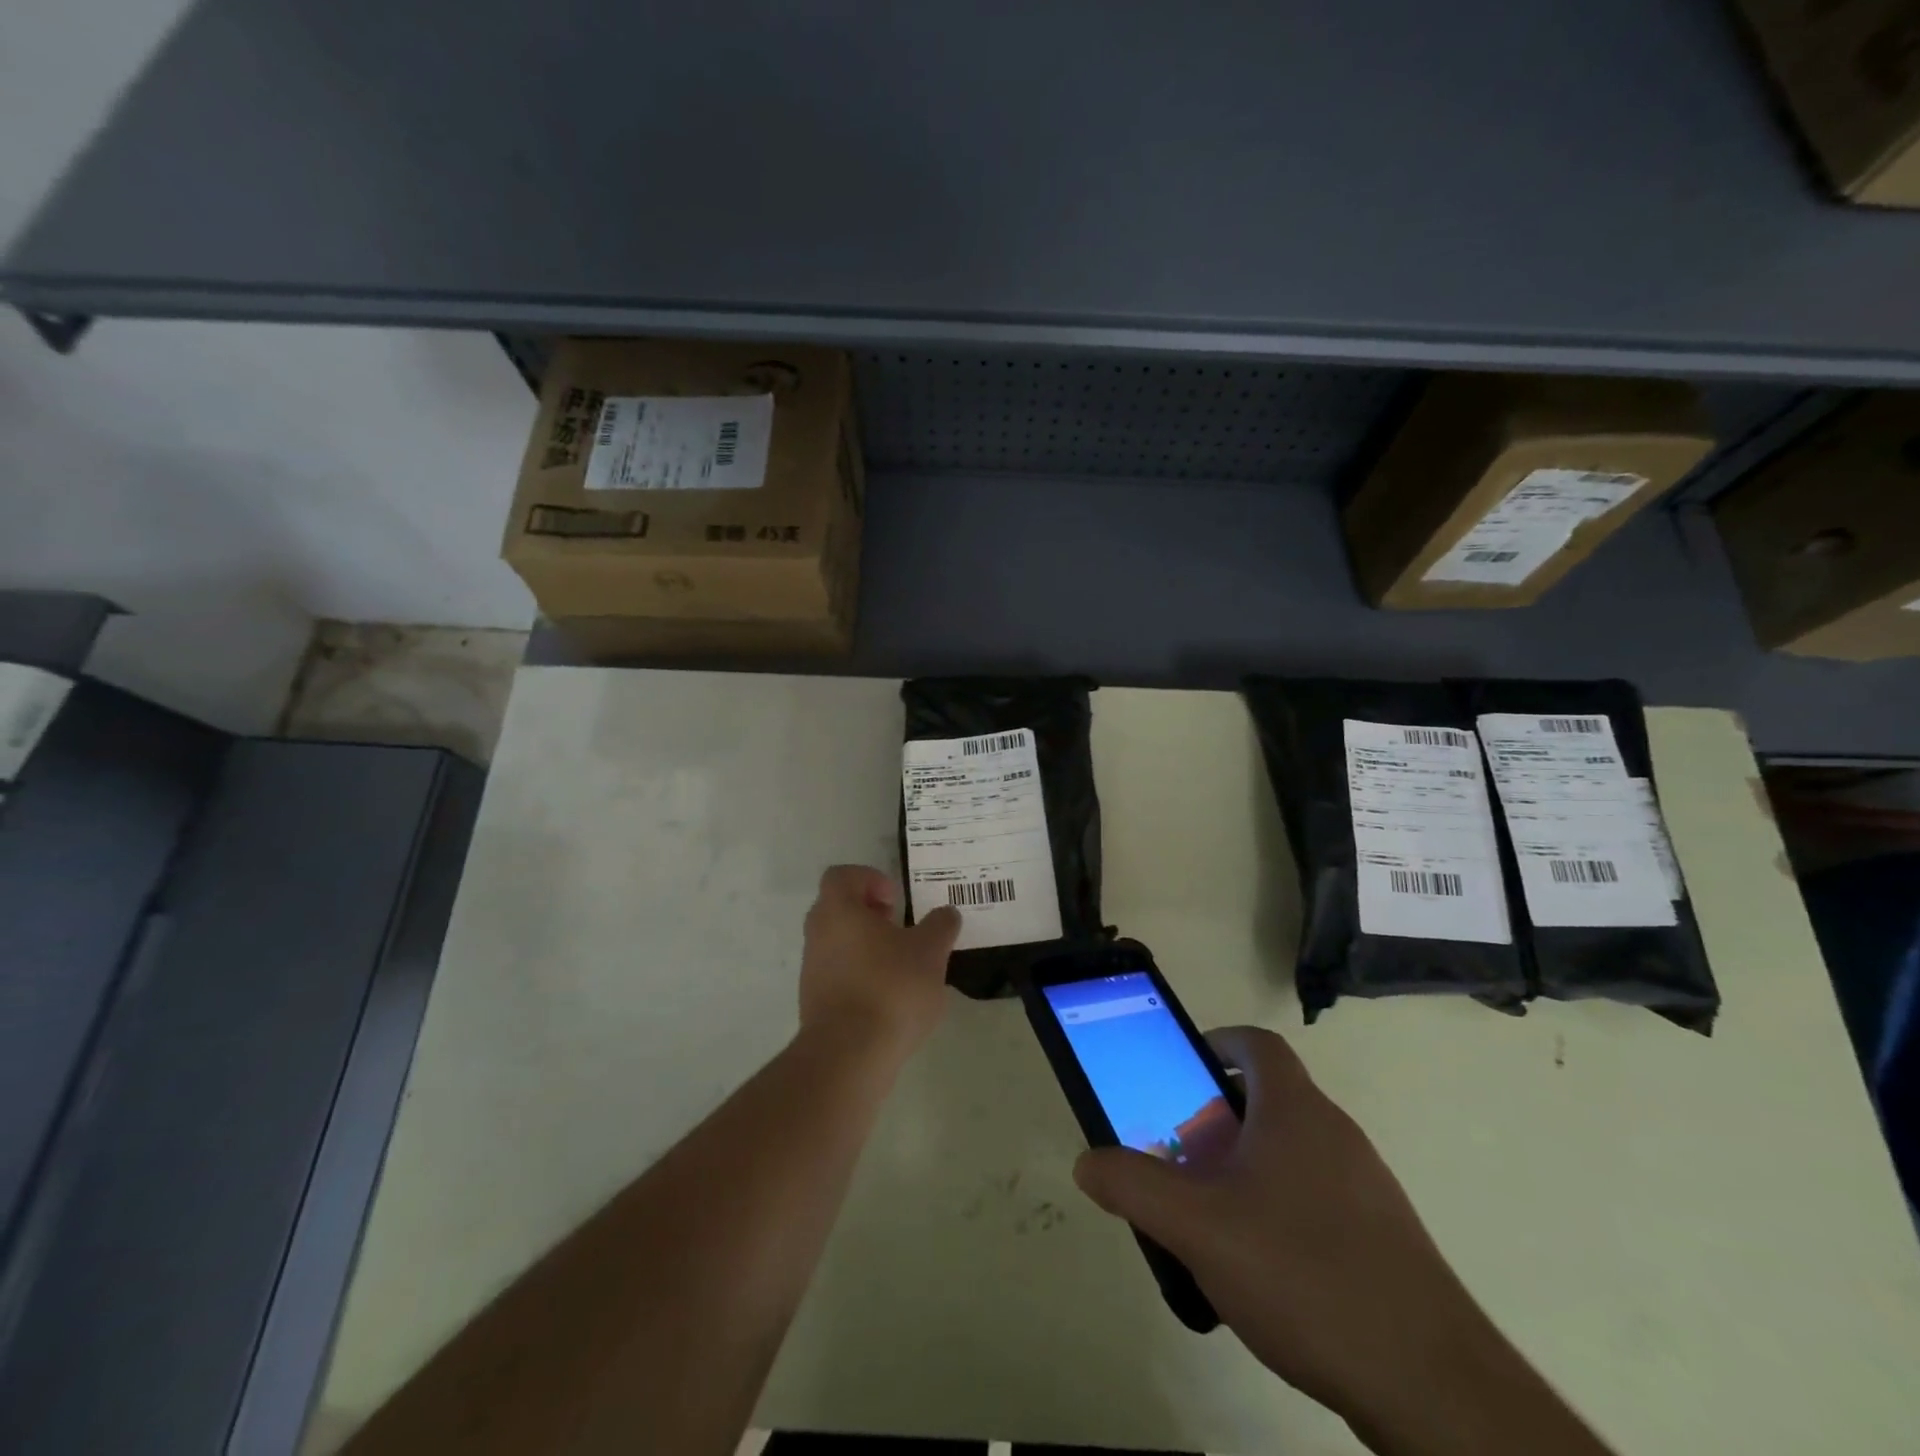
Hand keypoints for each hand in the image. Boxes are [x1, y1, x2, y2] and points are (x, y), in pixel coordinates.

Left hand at [798, 865, 961, 1061]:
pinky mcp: (814, 1003)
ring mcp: (812, 970)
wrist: (849, 1055)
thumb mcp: (930, 951)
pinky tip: (890, 999)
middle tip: (901, 929)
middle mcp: (817, 934)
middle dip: (872, 914)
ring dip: (868, 947)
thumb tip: (946, 914)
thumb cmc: (890, 988)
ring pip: (839, 943)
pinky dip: (862, 976)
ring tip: (903, 967)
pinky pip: (839, 975)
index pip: (842, 875)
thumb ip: (940, 926)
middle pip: (839, 908)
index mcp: (838, 910)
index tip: (896, 900)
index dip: (870, 879)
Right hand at [1072, 1027, 1511, 1433]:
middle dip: (1219, 1117)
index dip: (1219, 1042)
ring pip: (1294, 1152)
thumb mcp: (1197, 1227)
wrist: (1431, 1385)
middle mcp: (1336, 1134)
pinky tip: (1263, 1269)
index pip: (1257, 1044)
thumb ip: (1134, 1186)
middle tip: (1182, 1154)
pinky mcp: (1384, 1239)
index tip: (1185, 1070)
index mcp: (1296, 1110)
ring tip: (1213, 1216)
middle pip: (1270, 1099)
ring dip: (1248, 1167)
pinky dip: (1282, 1209)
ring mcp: (1368, 1187)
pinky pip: (1319, 1198)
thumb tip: (1087, 1161)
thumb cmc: (1303, 1272)